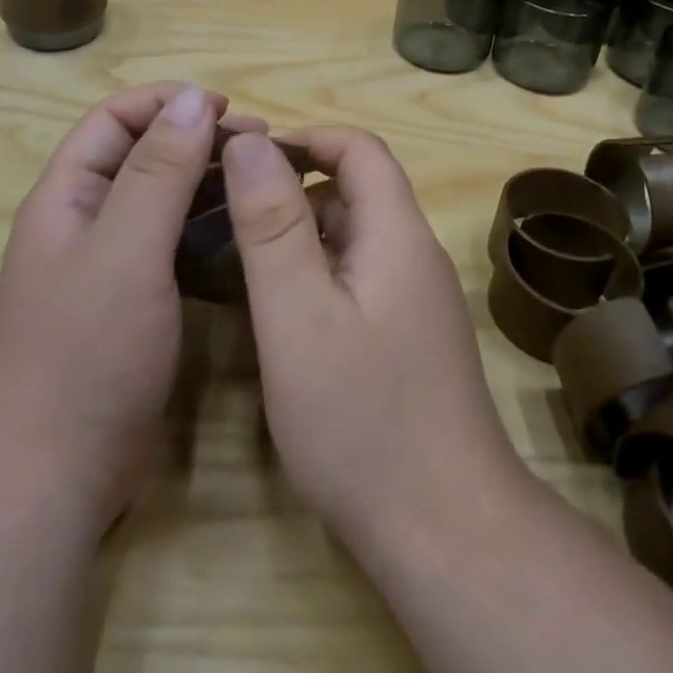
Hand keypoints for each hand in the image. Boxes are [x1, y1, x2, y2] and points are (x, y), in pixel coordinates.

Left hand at [0, 83, 260, 529]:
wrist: (54, 475)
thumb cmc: (86, 352)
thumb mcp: (126, 251)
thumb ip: (159, 171)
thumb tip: (193, 96)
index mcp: (68, 196)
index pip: (115, 119)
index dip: (167, 102)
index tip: (227, 108)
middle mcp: (86, 222)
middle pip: (143, 156)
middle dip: (198, 140)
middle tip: (261, 145)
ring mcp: (110, 267)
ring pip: (163, 203)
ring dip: (208, 184)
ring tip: (261, 183)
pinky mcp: (134, 305)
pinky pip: (174, 248)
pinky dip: (208, 232)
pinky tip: (246, 235)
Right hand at [221, 127, 528, 550]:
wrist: (444, 533)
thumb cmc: (362, 420)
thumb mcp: (298, 314)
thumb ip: (272, 224)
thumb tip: (248, 142)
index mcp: (396, 234)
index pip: (360, 149)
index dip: (305, 139)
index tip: (244, 161)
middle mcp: (413, 257)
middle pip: (356, 190)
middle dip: (293, 187)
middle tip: (228, 212)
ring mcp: (414, 301)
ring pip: (353, 237)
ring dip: (300, 232)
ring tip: (240, 258)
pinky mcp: (407, 338)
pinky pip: (357, 278)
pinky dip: (315, 273)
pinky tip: (277, 309)